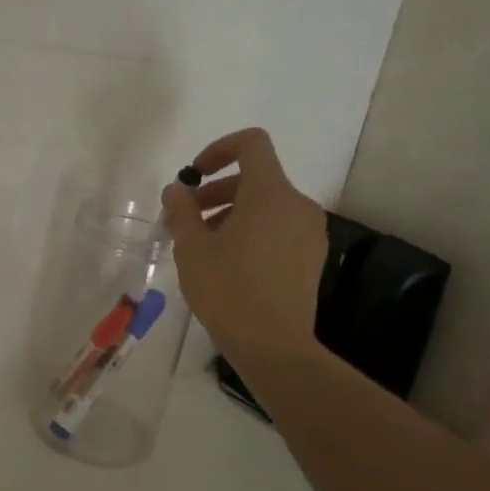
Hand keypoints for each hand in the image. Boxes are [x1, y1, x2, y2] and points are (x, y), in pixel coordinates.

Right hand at [162, 127, 328, 354]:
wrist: (274, 346)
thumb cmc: (228, 290)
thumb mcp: (192, 248)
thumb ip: (182, 211)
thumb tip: (177, 190)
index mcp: (270, 193)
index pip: (252, 144)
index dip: (219, 149)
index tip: (195, 175)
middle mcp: (297, 204)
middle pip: (256, 178)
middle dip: (217, 191)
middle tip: (187, 219)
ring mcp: (310, 232)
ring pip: (267, 206)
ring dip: (232, 214)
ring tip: (203, 246)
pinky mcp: (312, 257)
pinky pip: (279, 228)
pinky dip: (253, 232)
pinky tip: (229, 264)